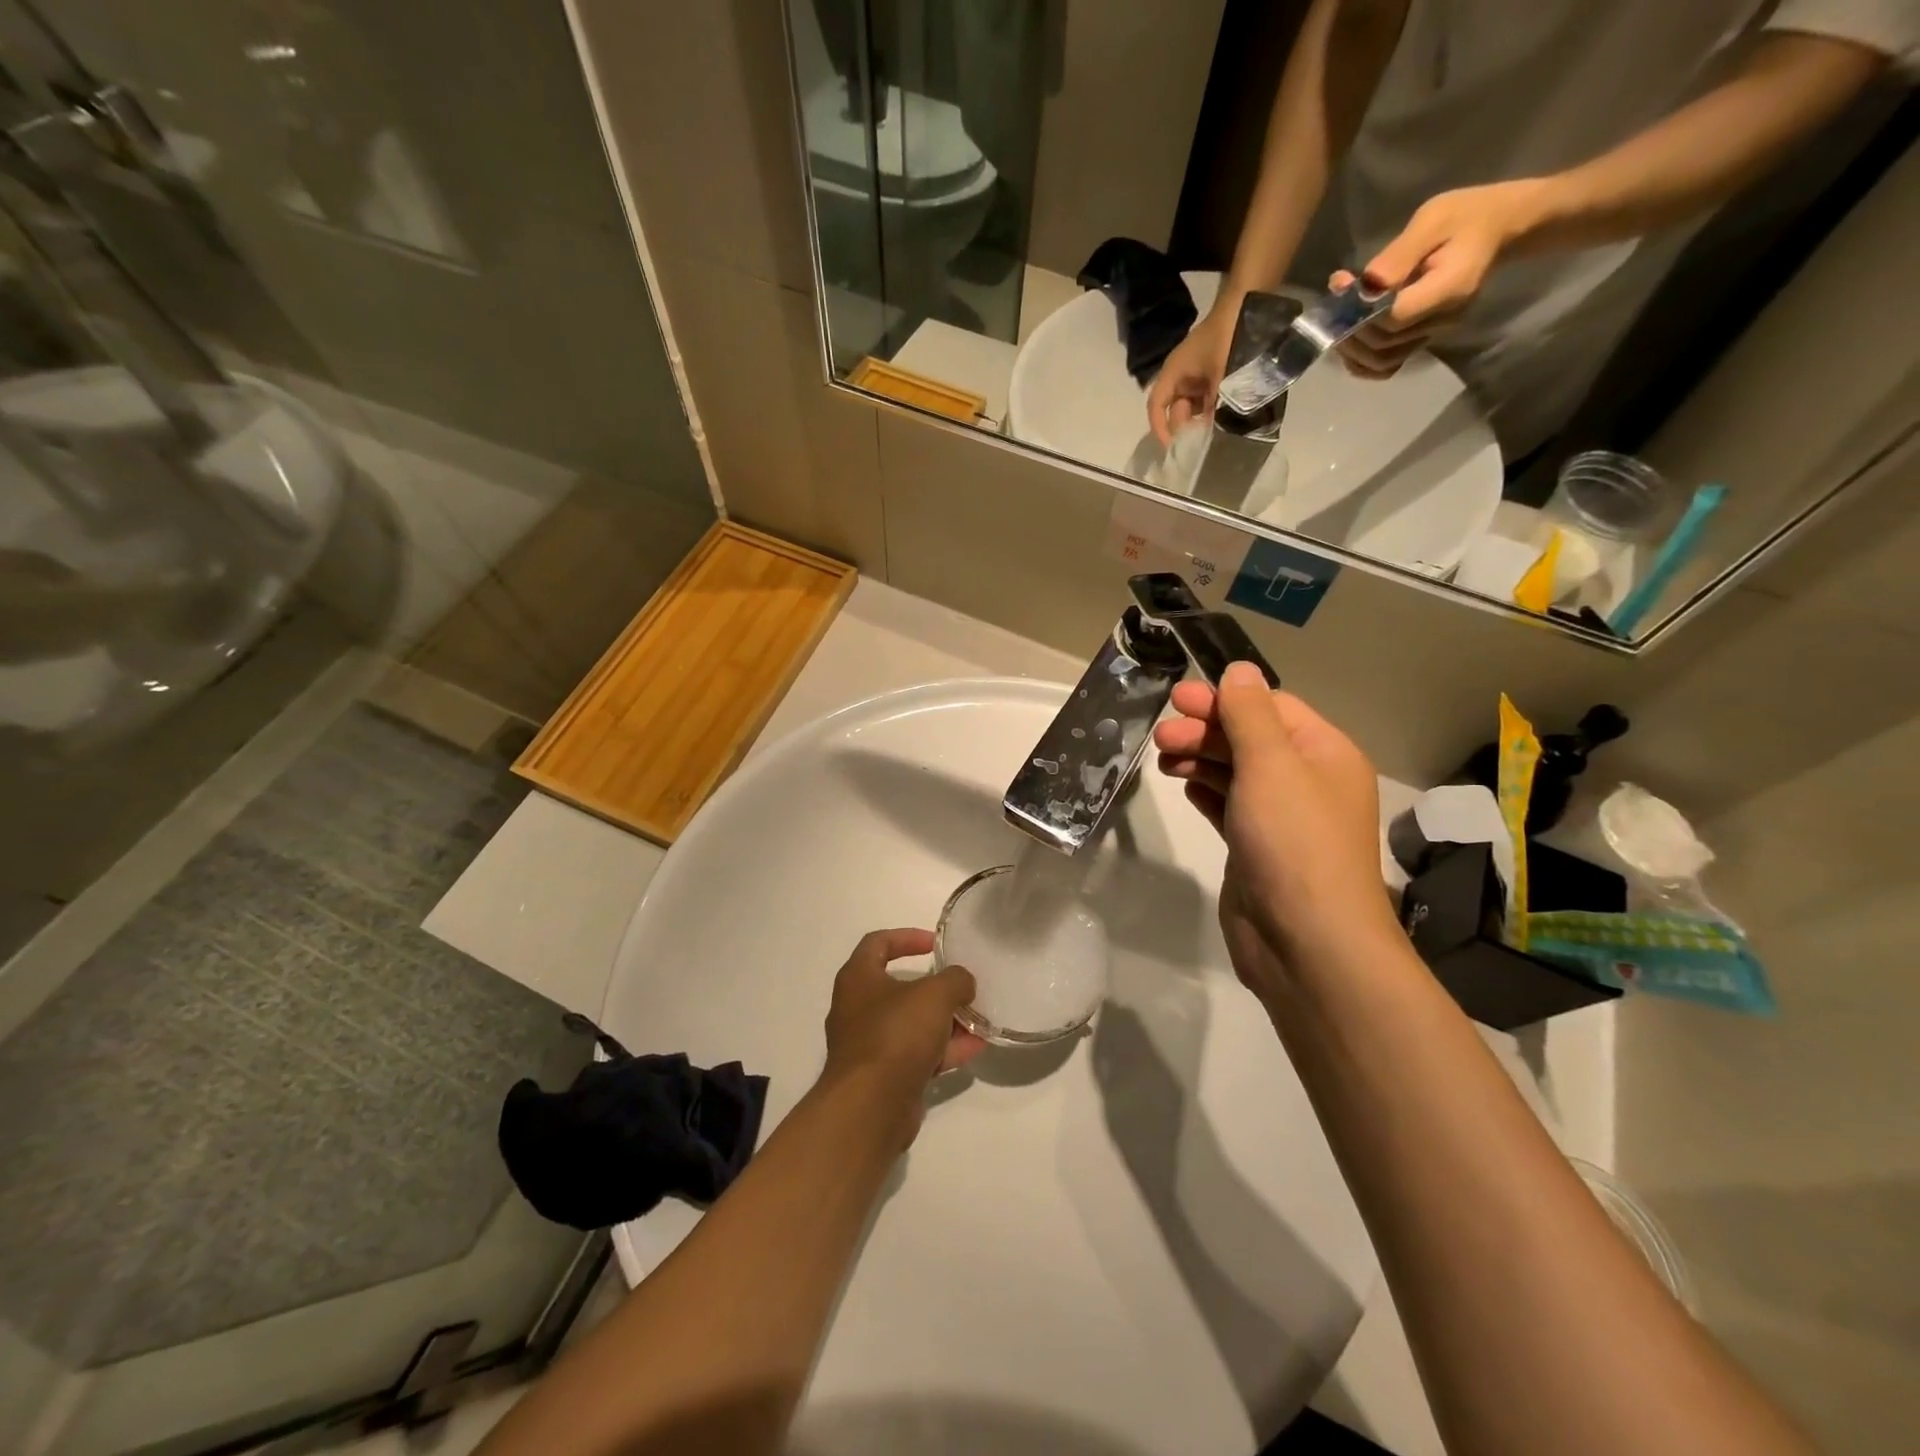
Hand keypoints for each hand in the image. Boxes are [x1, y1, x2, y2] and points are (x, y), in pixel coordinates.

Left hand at [822, 929, 985, 1140]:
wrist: (870, 1107)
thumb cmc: (896, 1035)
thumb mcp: (934, 995)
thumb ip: (955, 980)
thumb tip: (962, 983)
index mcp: (858, 978)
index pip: (878, 943)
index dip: (907, 937)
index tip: (936, 944)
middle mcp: (857, 1008)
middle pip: (899, 986)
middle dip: (934, 986)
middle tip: (962, 985)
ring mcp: (869, 1045)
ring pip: (911, 1023)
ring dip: (943, 1020)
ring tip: (977, 1017)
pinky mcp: (883, 1076)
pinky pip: (917, 1054)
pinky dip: (943, 1049)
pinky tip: (975, 1047)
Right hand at [1145, 309, 1236, 445]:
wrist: (1247, 304)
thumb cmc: (1227, 337)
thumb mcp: (1221, 375)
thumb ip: (1214, 406)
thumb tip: (1210, 434)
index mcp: (1173, 373)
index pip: (1156, 406)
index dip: (1160, 428)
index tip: (1173, 447)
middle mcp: (1180, 377)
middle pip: (1175, 410)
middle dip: (1186, 426)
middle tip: (1203, 437)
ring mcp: (1195, 376)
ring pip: (1191, 408)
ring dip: (1201, 420)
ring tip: (1216, 430)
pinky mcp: (1210, 376)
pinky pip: (1205, 400)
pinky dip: (1211, 411)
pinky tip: (1222, 418)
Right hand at [1153, 665, 1398, 997]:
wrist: (1305, 941)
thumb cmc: (1292, 841)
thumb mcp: (1271, 764)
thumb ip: (1249, 713)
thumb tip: (1240, 669)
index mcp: (1324, 753)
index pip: (1271, 708)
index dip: (1224, 700)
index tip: (1177, 699)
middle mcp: (1307, 781)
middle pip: (1250, 739)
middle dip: (1204, 732)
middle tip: (1160, 737)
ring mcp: (1281, 819)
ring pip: (1235, 774)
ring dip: (1200, 760)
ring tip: (1163, 761)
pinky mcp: (1257, 849)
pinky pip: (1229, 807)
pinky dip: (1207, 792)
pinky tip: (1184, 787)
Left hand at [1333, 179, 1547, 378]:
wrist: (1499, 227)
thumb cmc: (1466, 216)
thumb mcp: (1433, 219)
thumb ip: (1399, 255)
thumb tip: (1367, 285)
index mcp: (1448, 290)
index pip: (1394, 319)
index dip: (1361, 312)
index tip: (1343, 286)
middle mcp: (1441, 321)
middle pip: (1382, 344)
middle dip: (1349, 327)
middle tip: (1335, 297)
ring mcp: (1432, 334)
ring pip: (1380, 361)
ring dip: (1351, 347)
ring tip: (1337, 318)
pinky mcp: (1422, 339)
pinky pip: (1386, 364)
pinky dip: (1362, 360)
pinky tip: (1349, 342)